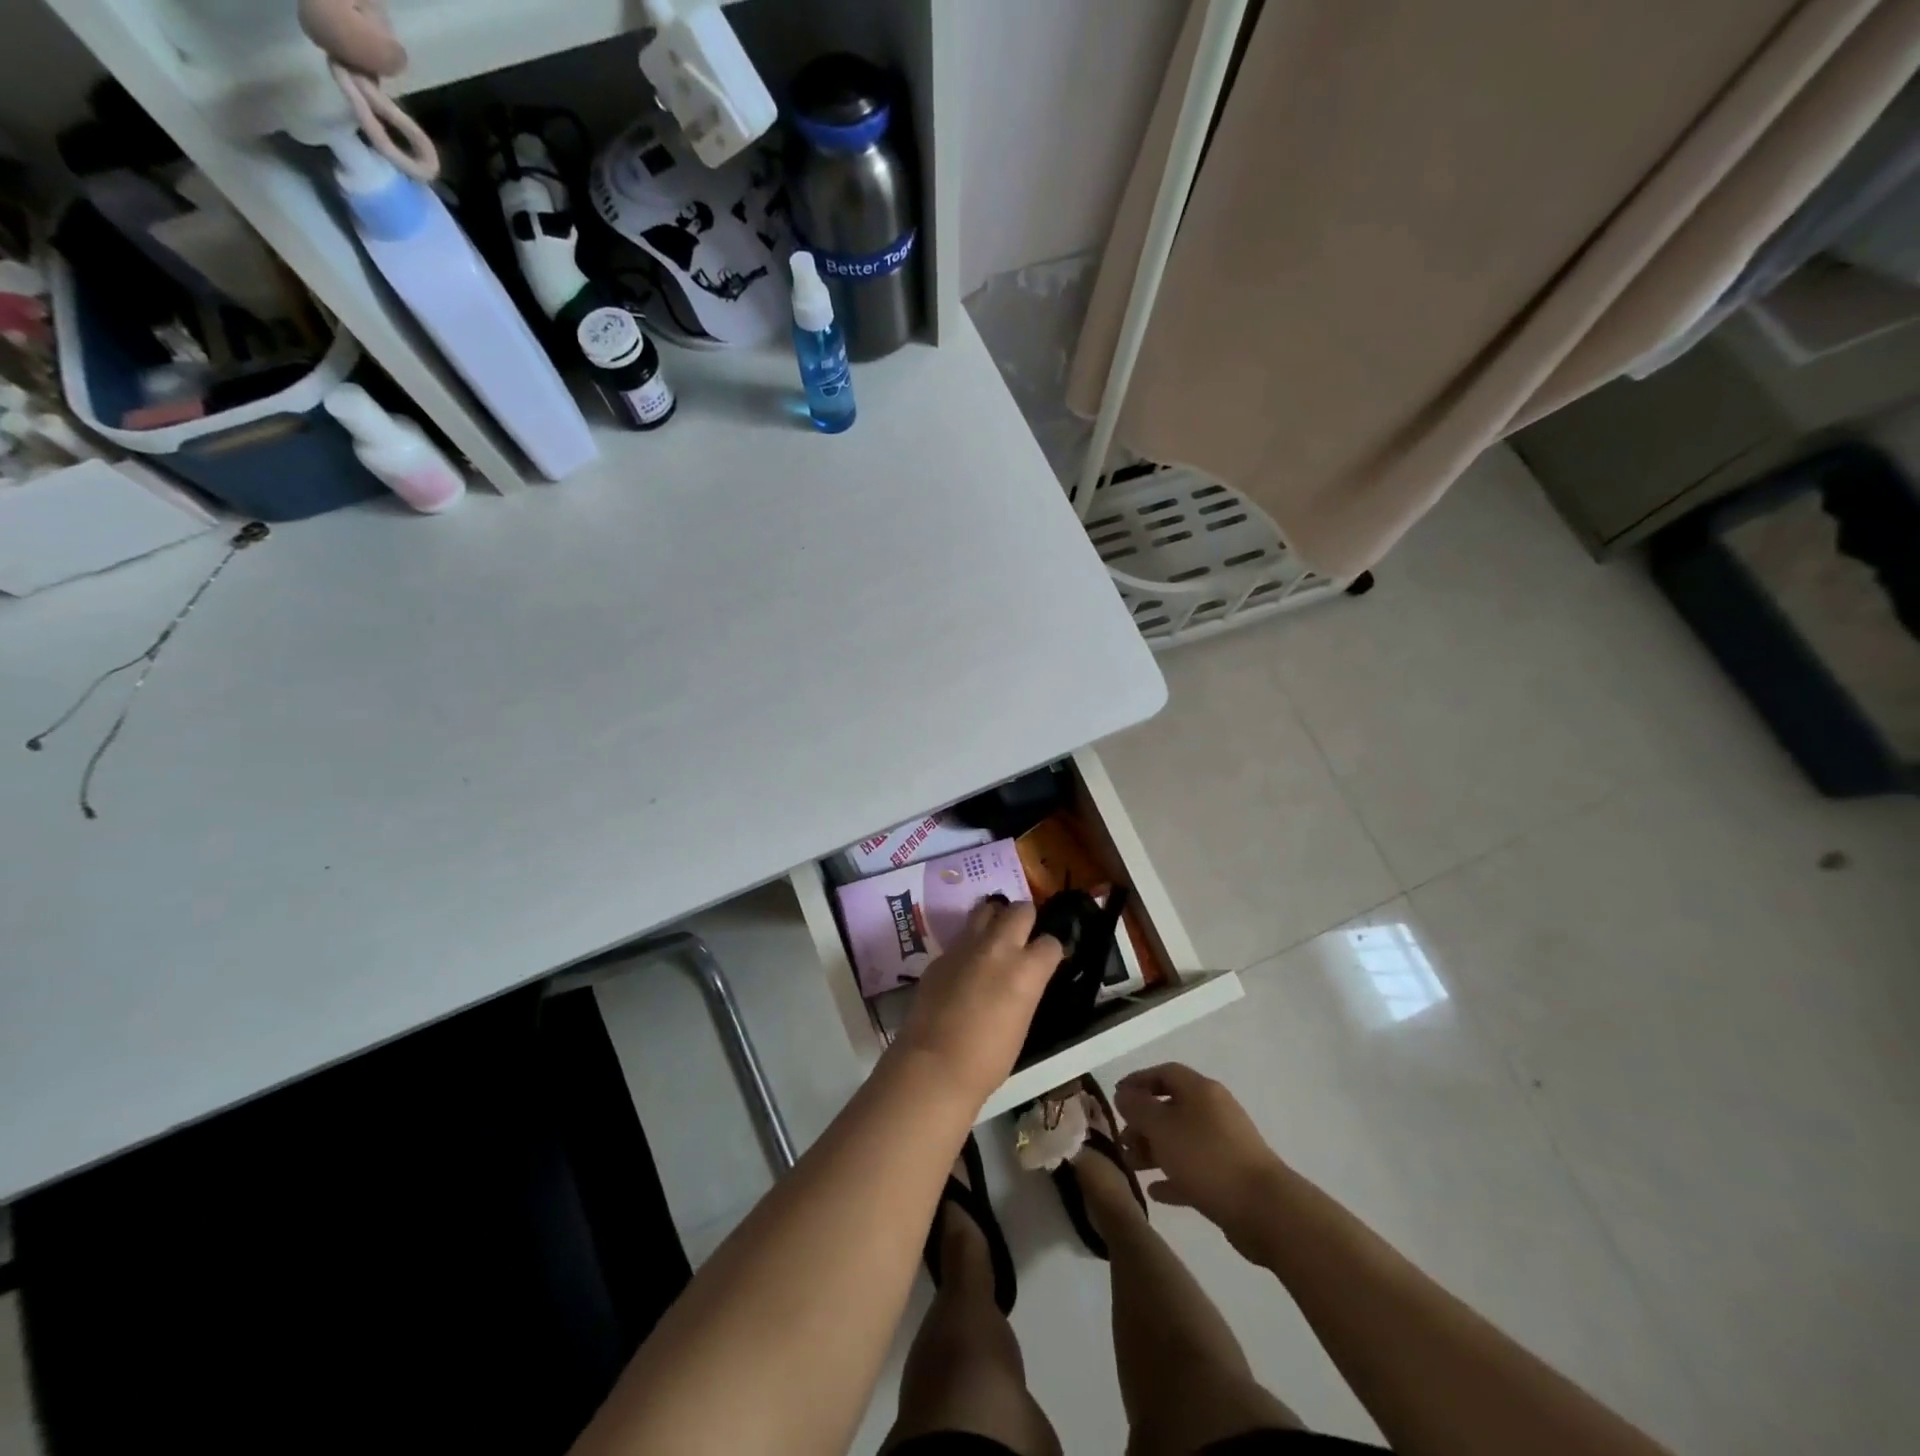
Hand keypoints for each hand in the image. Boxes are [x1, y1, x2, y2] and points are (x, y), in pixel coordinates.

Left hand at [891, 898, 1063, 1109]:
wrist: (934, 1065)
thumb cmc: (988, 1059)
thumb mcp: (1022, 1022)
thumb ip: (1026, 989)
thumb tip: (1023, 979)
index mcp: (1026, 969)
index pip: (1051, 942)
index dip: (1051, 950)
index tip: (1048, 959)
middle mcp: (998, 948)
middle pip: (1020, 910)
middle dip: (1026, 919)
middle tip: (1023, 937)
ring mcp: (965, 947)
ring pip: (985, 909)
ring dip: (995, 918)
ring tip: (994, 937)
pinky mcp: (941, 955)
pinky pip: (961, 937)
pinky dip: (969, 944)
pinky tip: (966, 966)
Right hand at [1116, 1063, 1285, 1253]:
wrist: (1265, 1210)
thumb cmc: (1207, 1158)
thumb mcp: (1162, 1128)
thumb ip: (1138, 1108)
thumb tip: (1124, 1095)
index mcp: (1200, 1090)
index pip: (1165, 1073)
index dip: (1138, 1081)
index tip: (1116, 1098)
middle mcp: (1214, 1111)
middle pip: (1171, 1108)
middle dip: (1143, 1123)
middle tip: (1122, 1142)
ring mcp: (1225, 1144)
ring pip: (1181, 1140)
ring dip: (1154, 1151)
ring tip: (1132, 1167)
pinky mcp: (1230, 1177)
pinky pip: (1194, 1169)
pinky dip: (1174, 1177)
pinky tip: (1155, 1192)